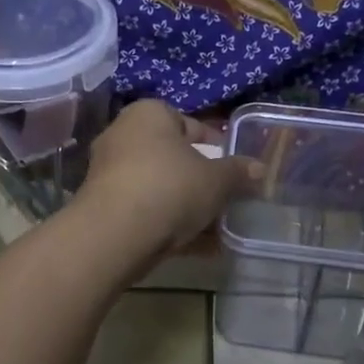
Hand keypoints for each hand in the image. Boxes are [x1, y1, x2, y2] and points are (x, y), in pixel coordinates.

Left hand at [78, 99, 261, 257]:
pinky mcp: (104, 208)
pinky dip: (171, 226)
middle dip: (202, 181)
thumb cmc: (170, 188)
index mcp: (149, 115)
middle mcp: (123, 136)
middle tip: (227, 199)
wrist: (115, 235)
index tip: (235, 169)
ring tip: (219, 229)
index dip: (217, 147)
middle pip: (173, 159)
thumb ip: (238, 172)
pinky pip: (147, 212)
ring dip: (188, 208)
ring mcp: (110, 174)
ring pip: (161, 189)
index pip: (190, 124)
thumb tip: (259, 168)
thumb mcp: (217, 180)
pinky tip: (201, 249)